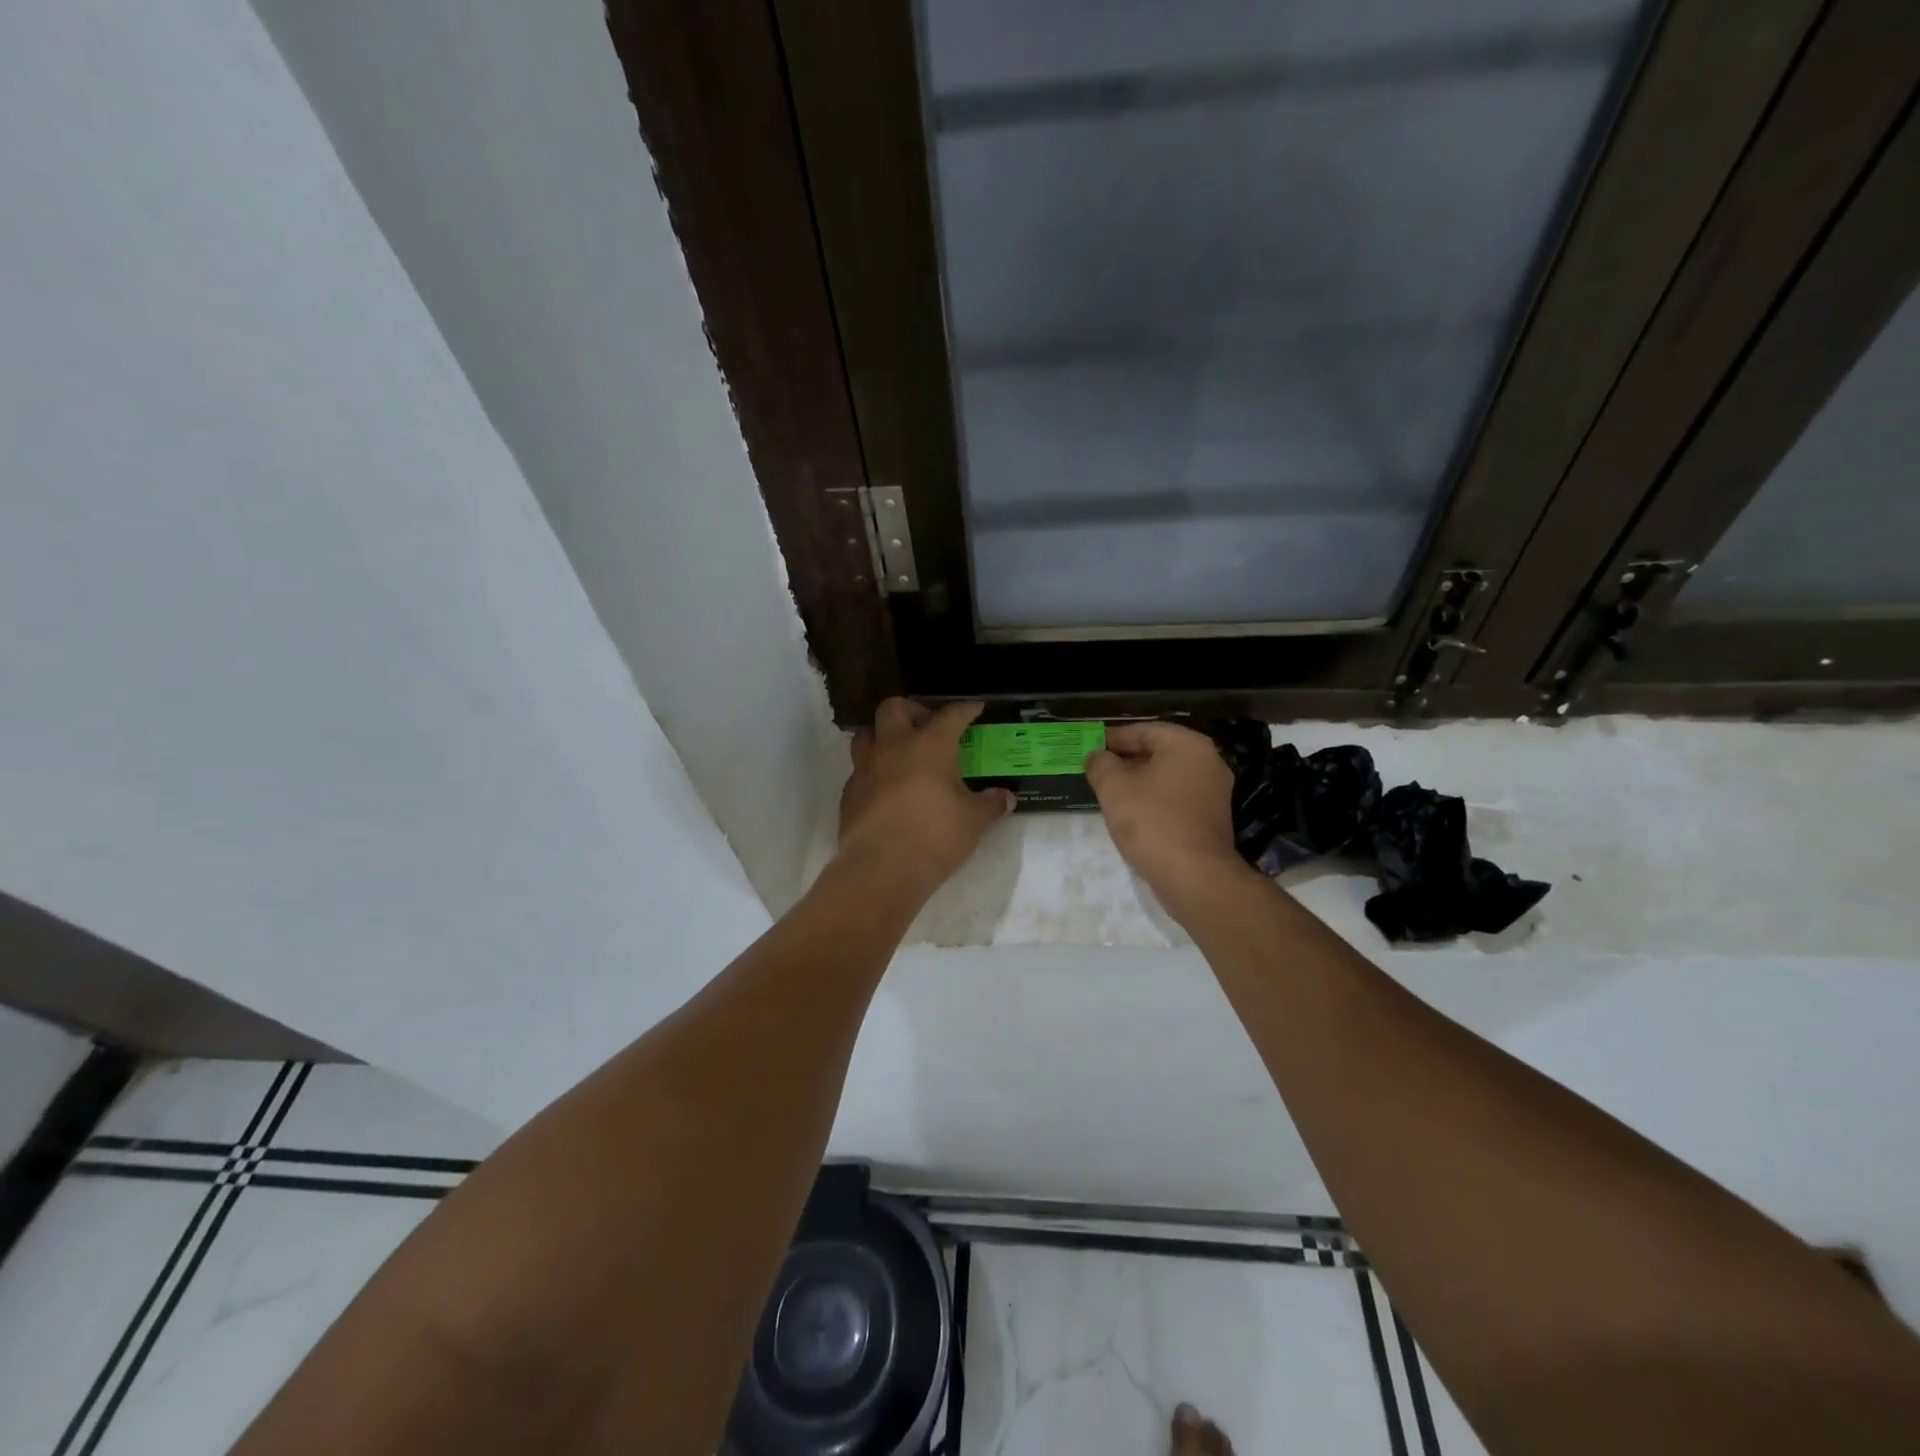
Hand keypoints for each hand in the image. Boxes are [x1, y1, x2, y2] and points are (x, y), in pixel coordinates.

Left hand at [838, 699, 1015, 891]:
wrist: (882, 868)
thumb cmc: (935, 835)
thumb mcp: (973, 821)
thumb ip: (990, 804)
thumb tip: (1006, 798)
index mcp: (929, 745)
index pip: (950, 715)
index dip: (965, 709)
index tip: (974, 708)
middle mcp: (893, 747)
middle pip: (893, 707)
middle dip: (912, 710)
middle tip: (927, 725)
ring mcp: (865, 768)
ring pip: (866, 734)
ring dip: (883, 736)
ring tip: (900, 752)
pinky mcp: (849, 793)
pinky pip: (859, 770)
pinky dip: (873, 771)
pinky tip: (886, 789)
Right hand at [1085, 722, 1251, 913]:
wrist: (1195, 876)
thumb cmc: (1152, 822)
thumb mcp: (1114, 789)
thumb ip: (1101, 765)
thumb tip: (1096, 757)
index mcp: (1187, 746)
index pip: (1146, 730)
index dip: (1116, 738)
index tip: (1092, 747)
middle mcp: (1208, 762)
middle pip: (1160, 752)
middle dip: (1127, 760)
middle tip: (1099, 769)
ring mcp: (1214, 791)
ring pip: (1169, 776)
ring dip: (1140, 781)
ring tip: (1111, 792)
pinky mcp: (1212, 818)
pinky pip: (1178, 797)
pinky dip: (1156, 799)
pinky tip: (1134, 814)